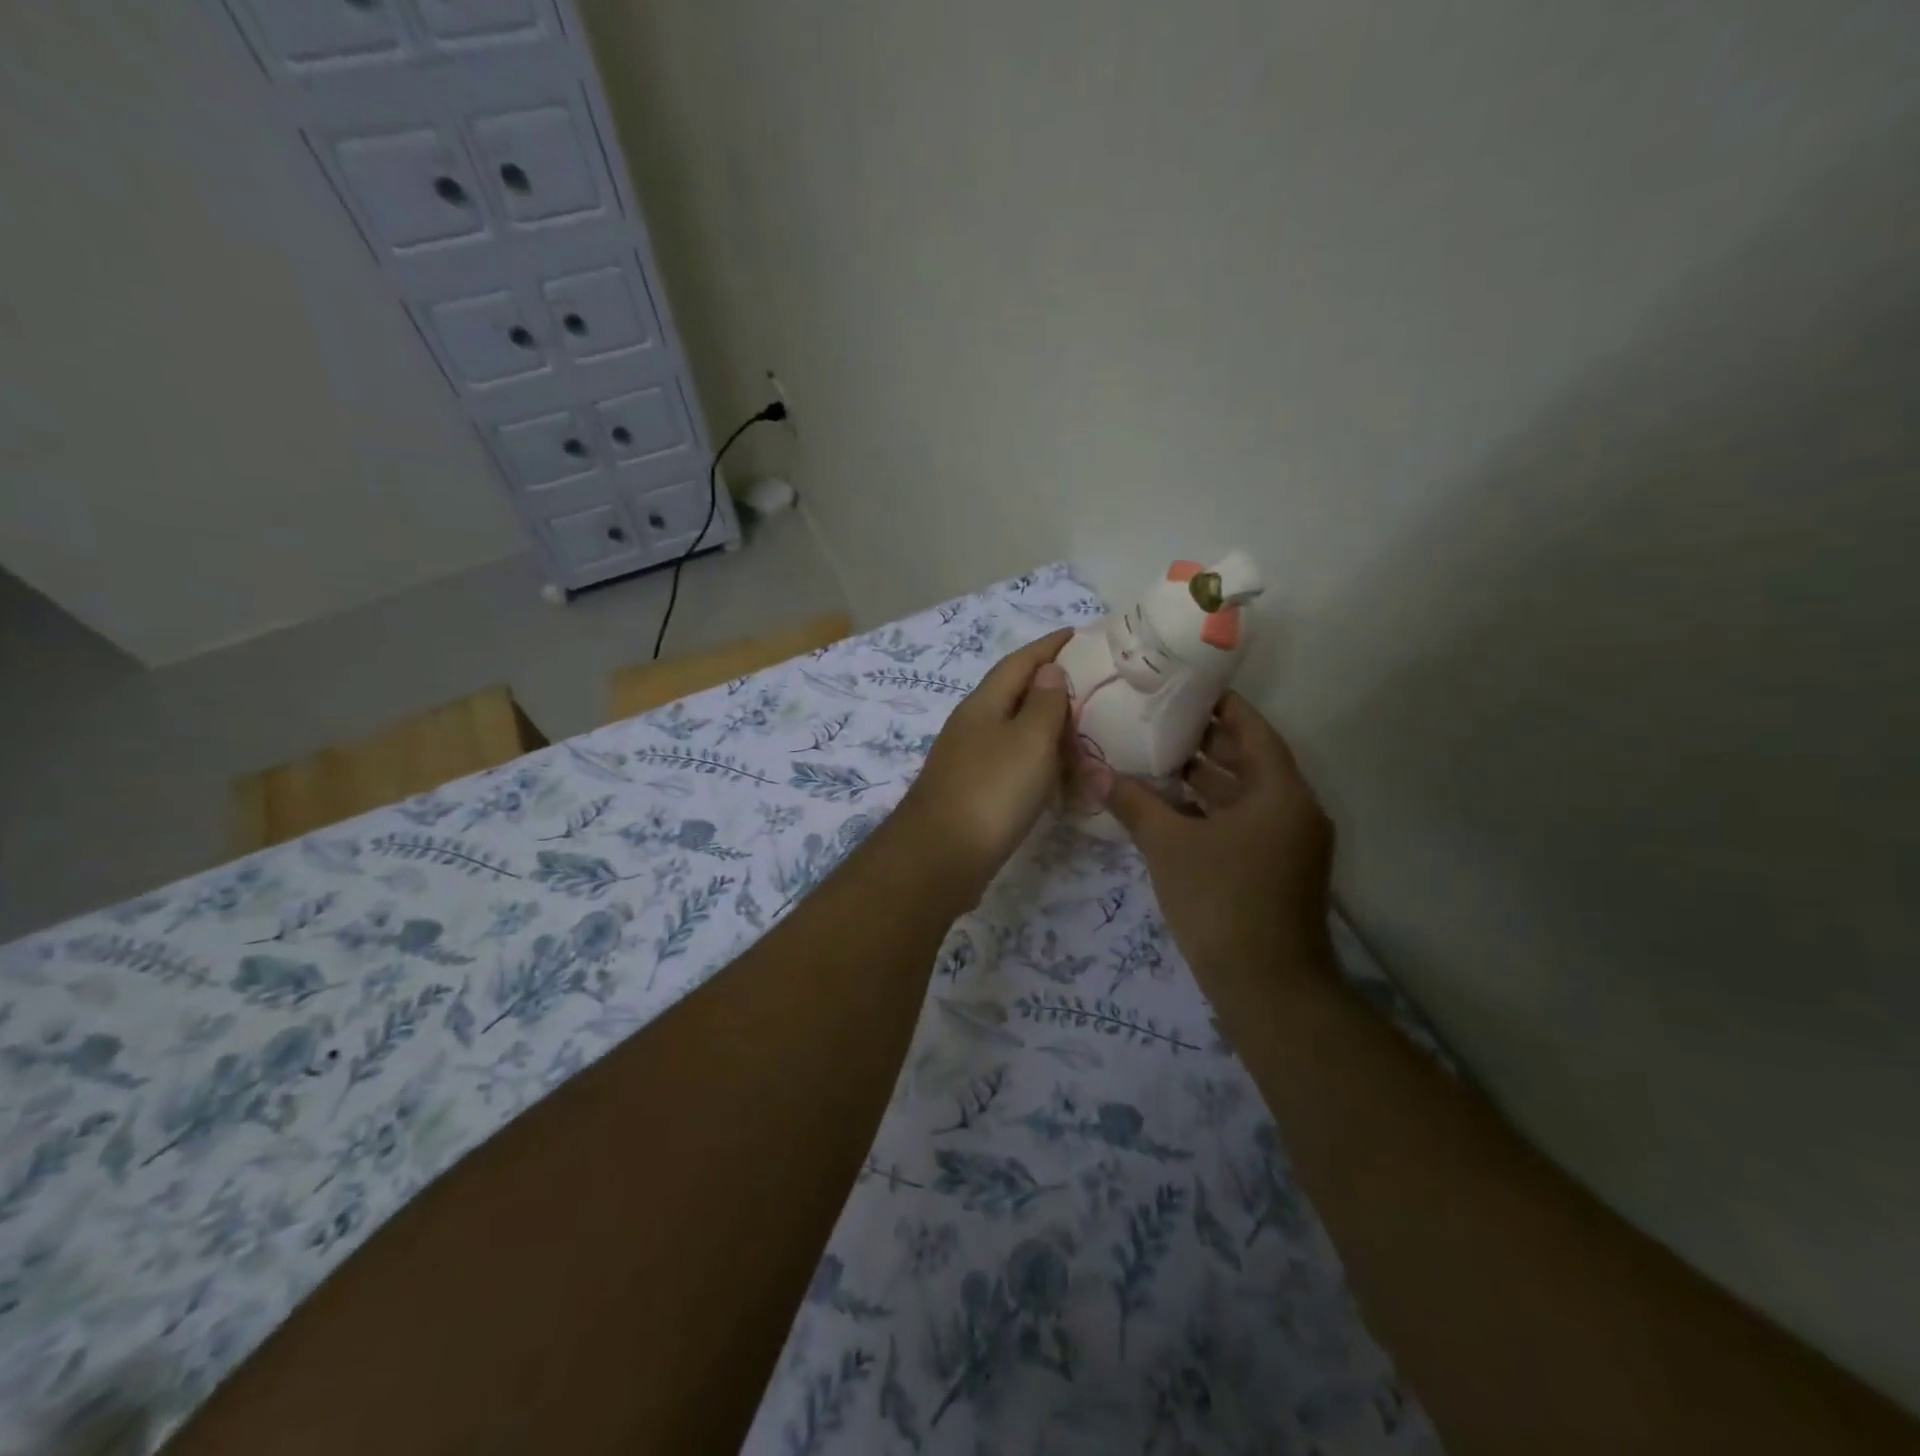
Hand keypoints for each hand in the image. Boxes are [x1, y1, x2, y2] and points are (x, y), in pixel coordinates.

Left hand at [899, 628, 1072, 884]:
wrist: (941, 857)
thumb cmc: (991, 791)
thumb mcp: (1029, 740)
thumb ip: (1043, 703)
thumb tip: (1049, 671)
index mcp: (984, 704)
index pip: (1020, 661)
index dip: (1050, 646)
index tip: (1078, 633)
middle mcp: (972, 725)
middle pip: (1014, 693)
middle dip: (1050, 684)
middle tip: (1091, 684)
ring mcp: (969, 759)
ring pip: (1014, 729)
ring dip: (1045, 724)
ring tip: (1082, 726)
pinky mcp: (973, 791)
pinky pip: (1013, 761)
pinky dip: (1038, 758)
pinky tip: (1056, 772)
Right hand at [1105, 692, 1334, 979]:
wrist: (1267, 988)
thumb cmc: (1222, 902)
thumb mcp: (1170, 846)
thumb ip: (1133, 804)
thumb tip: (1093, 772)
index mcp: (1280, 792)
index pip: (1252, 729)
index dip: (1220, 704)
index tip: (1183, 685)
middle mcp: (1292, 810)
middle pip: (1248, 759)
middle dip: (1204, 740)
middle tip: (1156, 718)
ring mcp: (1287, 843)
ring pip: (1243, 794)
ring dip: (1204, 778)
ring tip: (1153, 755)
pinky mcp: (1275, 868)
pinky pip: (1242, 822)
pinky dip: (1210, 810)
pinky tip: (1169, 806)